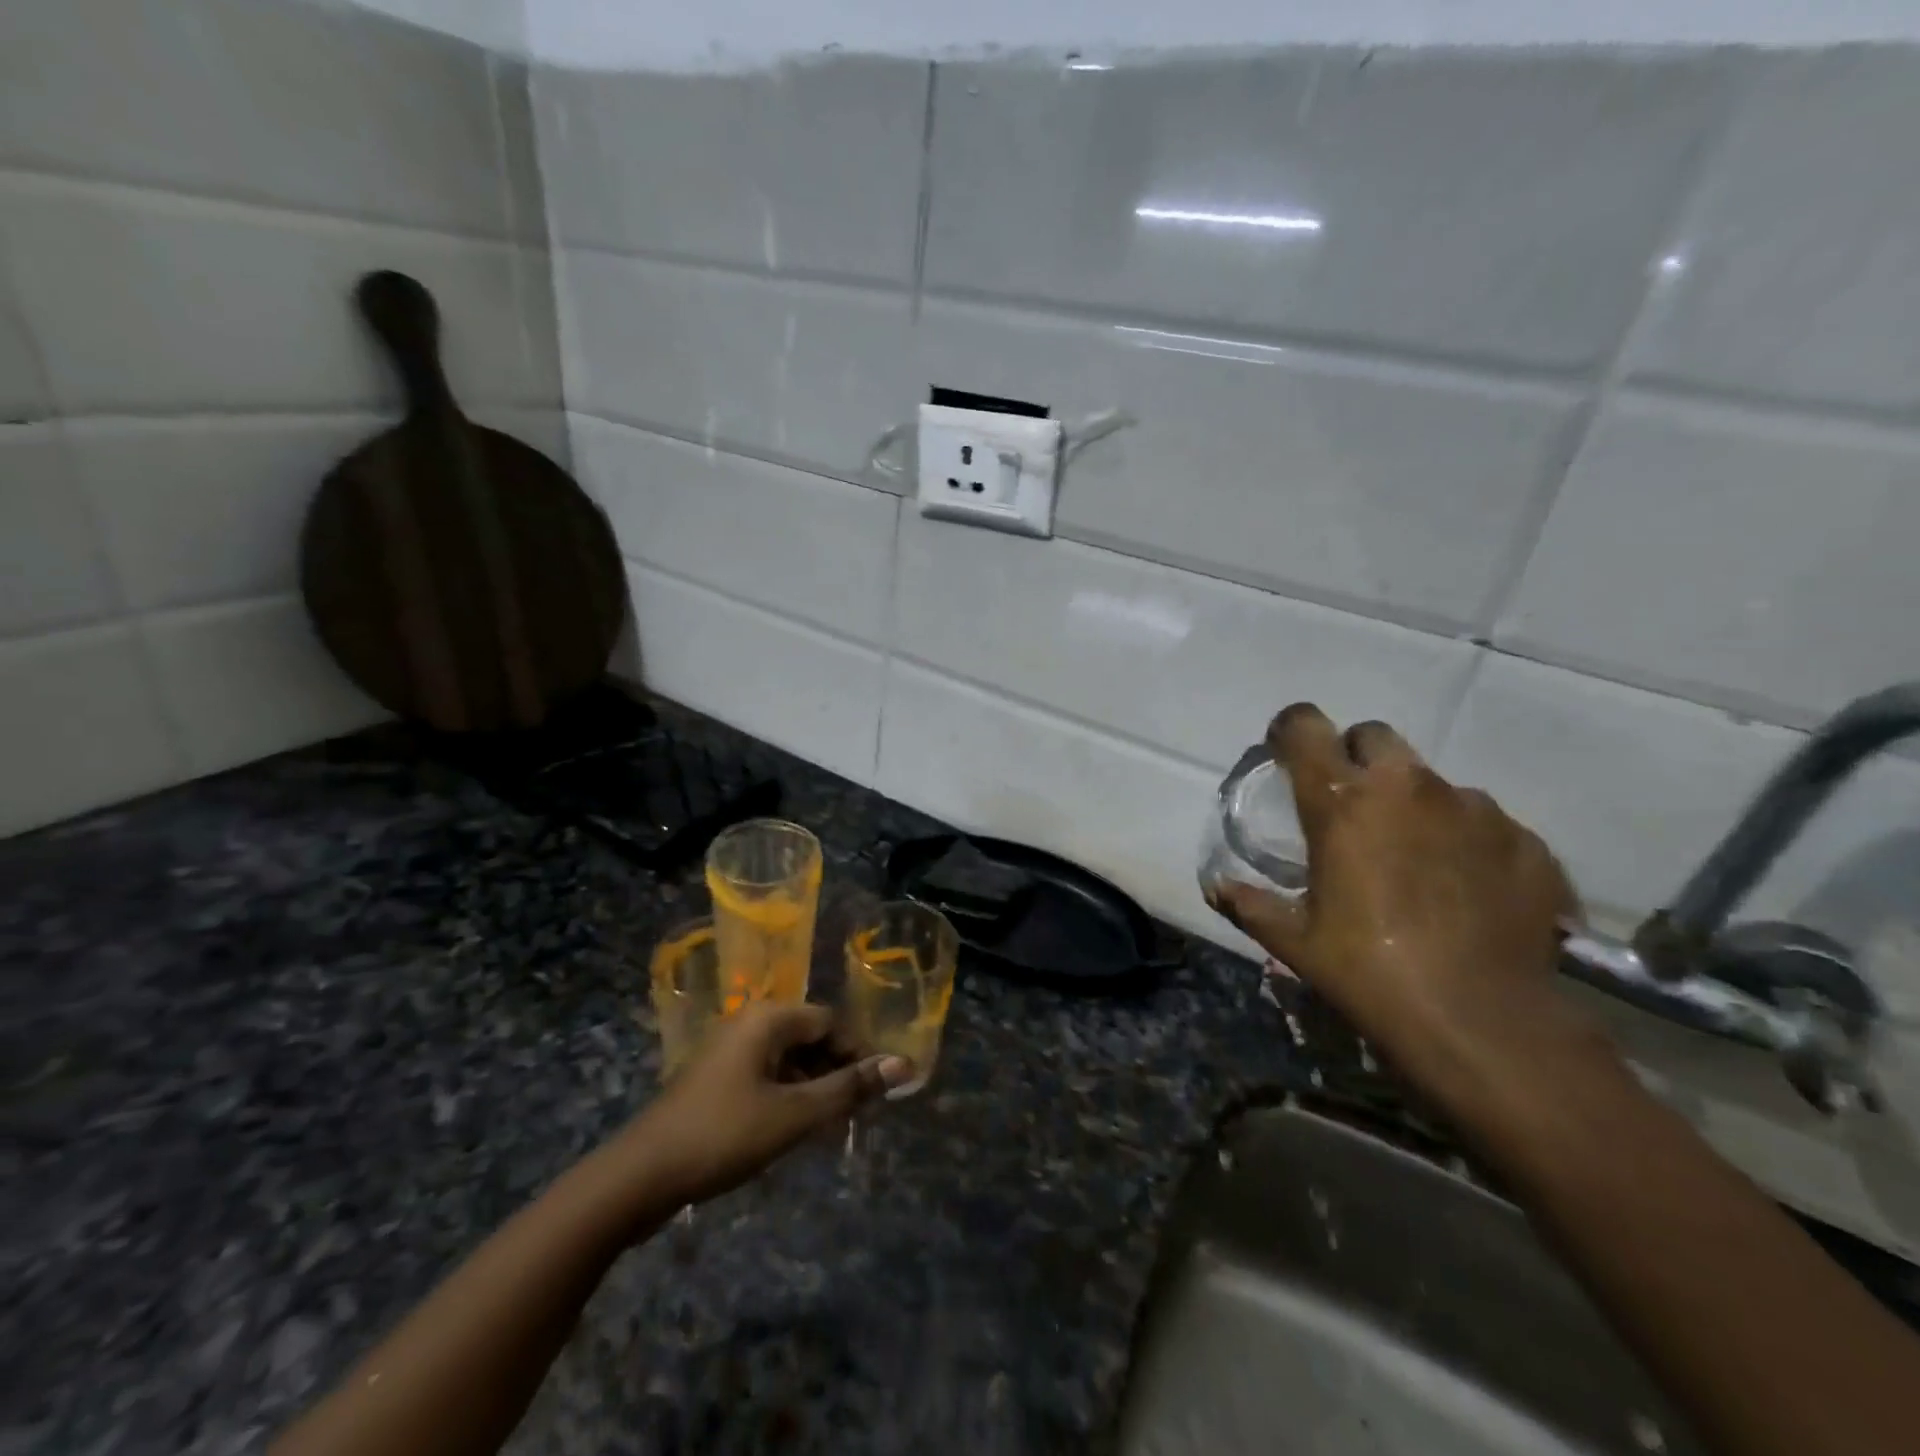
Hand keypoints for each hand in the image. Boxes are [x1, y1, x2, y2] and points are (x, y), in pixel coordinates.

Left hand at [621, 1002, 909, 1207]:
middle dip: (835, 1072)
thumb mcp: (795, 1115)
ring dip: (812, 1088)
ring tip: (826, 1128)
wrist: (639, 1177)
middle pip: (808, 1037)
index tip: (872, 1093)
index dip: (856, 1054)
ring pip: (787, 1059)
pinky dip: (786, 1096)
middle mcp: (749, 1023)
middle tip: (851, 1115)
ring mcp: (728, 1051)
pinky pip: (765, 1075)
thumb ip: (849, 1089)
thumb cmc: (724, 1135)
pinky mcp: (715, 1079)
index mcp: (768, 1019)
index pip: (830, 1022)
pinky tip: (791, 1130)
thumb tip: (903, 1065)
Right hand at [1209, 704, 1606, 1109]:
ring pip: (1431, 780)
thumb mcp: (1293, 940)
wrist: (1484, 1023)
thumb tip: (1215, 886)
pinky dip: (1465, 839)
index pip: (1306, 726)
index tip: (1286, 751)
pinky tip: (1463, 886)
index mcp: (1342, 801)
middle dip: (1355, 757)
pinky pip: (1484, 821)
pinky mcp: (1525, 841)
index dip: (1290, 730)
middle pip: (1373, 736)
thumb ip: (1249, 903)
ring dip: (1412, 803)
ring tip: (1413, 856)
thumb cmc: (1368, 972)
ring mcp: (1474, 809)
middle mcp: (1408, 787)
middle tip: (1350, 805)